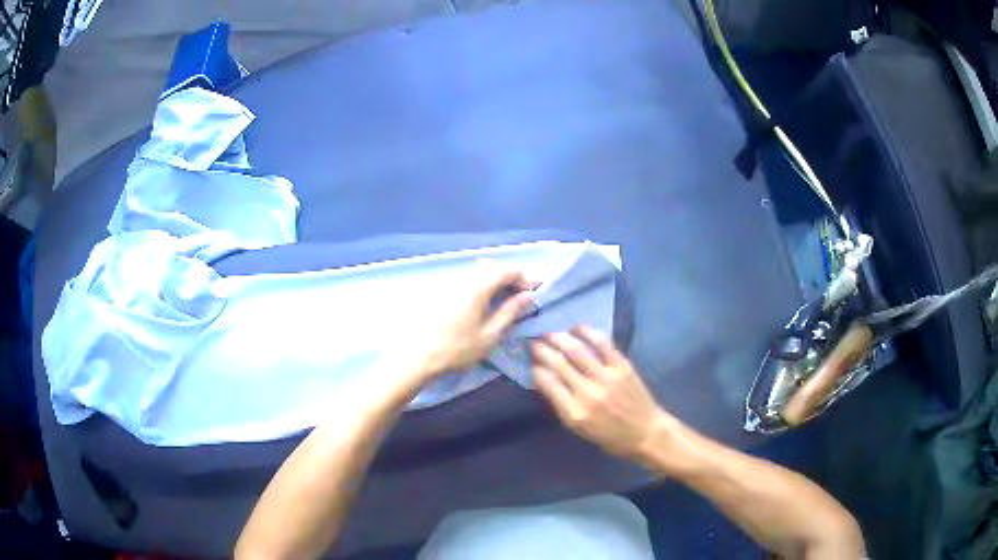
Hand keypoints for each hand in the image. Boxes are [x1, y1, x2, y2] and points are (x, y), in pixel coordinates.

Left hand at [416, 261, 534, 378]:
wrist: (423, 357)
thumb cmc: (459, 349)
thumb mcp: (490, 335)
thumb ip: (510, 312)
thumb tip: (528, 296)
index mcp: (478, 289)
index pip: (506, 270)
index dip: (523, 278)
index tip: (532, 293)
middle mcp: (464, 280)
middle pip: (491, 265)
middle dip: (509, 275)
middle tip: (519, 294)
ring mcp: (451, 285)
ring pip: (477, 270)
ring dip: (494, 278)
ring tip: (503, 298)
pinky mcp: (443, 293)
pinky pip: (467, 279)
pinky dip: (481, 283)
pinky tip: (484, 302)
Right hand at [531, 326, 667, 459]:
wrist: (646, 433)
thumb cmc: (609, 436)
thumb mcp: (578, 428)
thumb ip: (560, 404)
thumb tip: (543, 379)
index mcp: (574, 412)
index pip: (547, 383)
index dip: (535, 368)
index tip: (529, 361)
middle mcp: (588, 393)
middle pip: (558, 363)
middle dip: (542, 350)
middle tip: (532, 341)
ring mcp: (606, 377)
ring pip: (577, 350)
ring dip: (559, 338)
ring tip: (549, 332)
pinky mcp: (622, 366)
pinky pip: (602, 344)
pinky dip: (587, 332)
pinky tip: (576, 328)